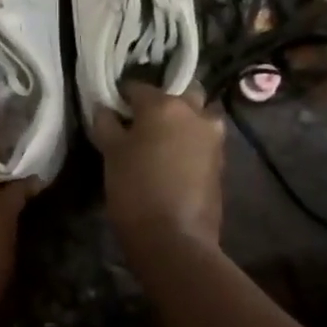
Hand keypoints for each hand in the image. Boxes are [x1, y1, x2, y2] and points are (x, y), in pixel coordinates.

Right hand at [90, 82, 225, 246]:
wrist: (175, 239)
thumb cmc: (135, 189)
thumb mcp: (110, 153)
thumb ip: (106, 123)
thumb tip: (105, 108)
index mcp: (163, 104)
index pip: (137, 87)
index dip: (121, 97)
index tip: (112, 110)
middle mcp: (194, 112)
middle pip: (179, 92)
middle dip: (163, 101)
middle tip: (143, 120)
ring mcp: (212, 137)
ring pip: (197, 115)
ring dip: (183, 120)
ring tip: (161, 140)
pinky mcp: (221, 161)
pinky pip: (203, 139)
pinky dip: (191, 141)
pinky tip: (174, 159)